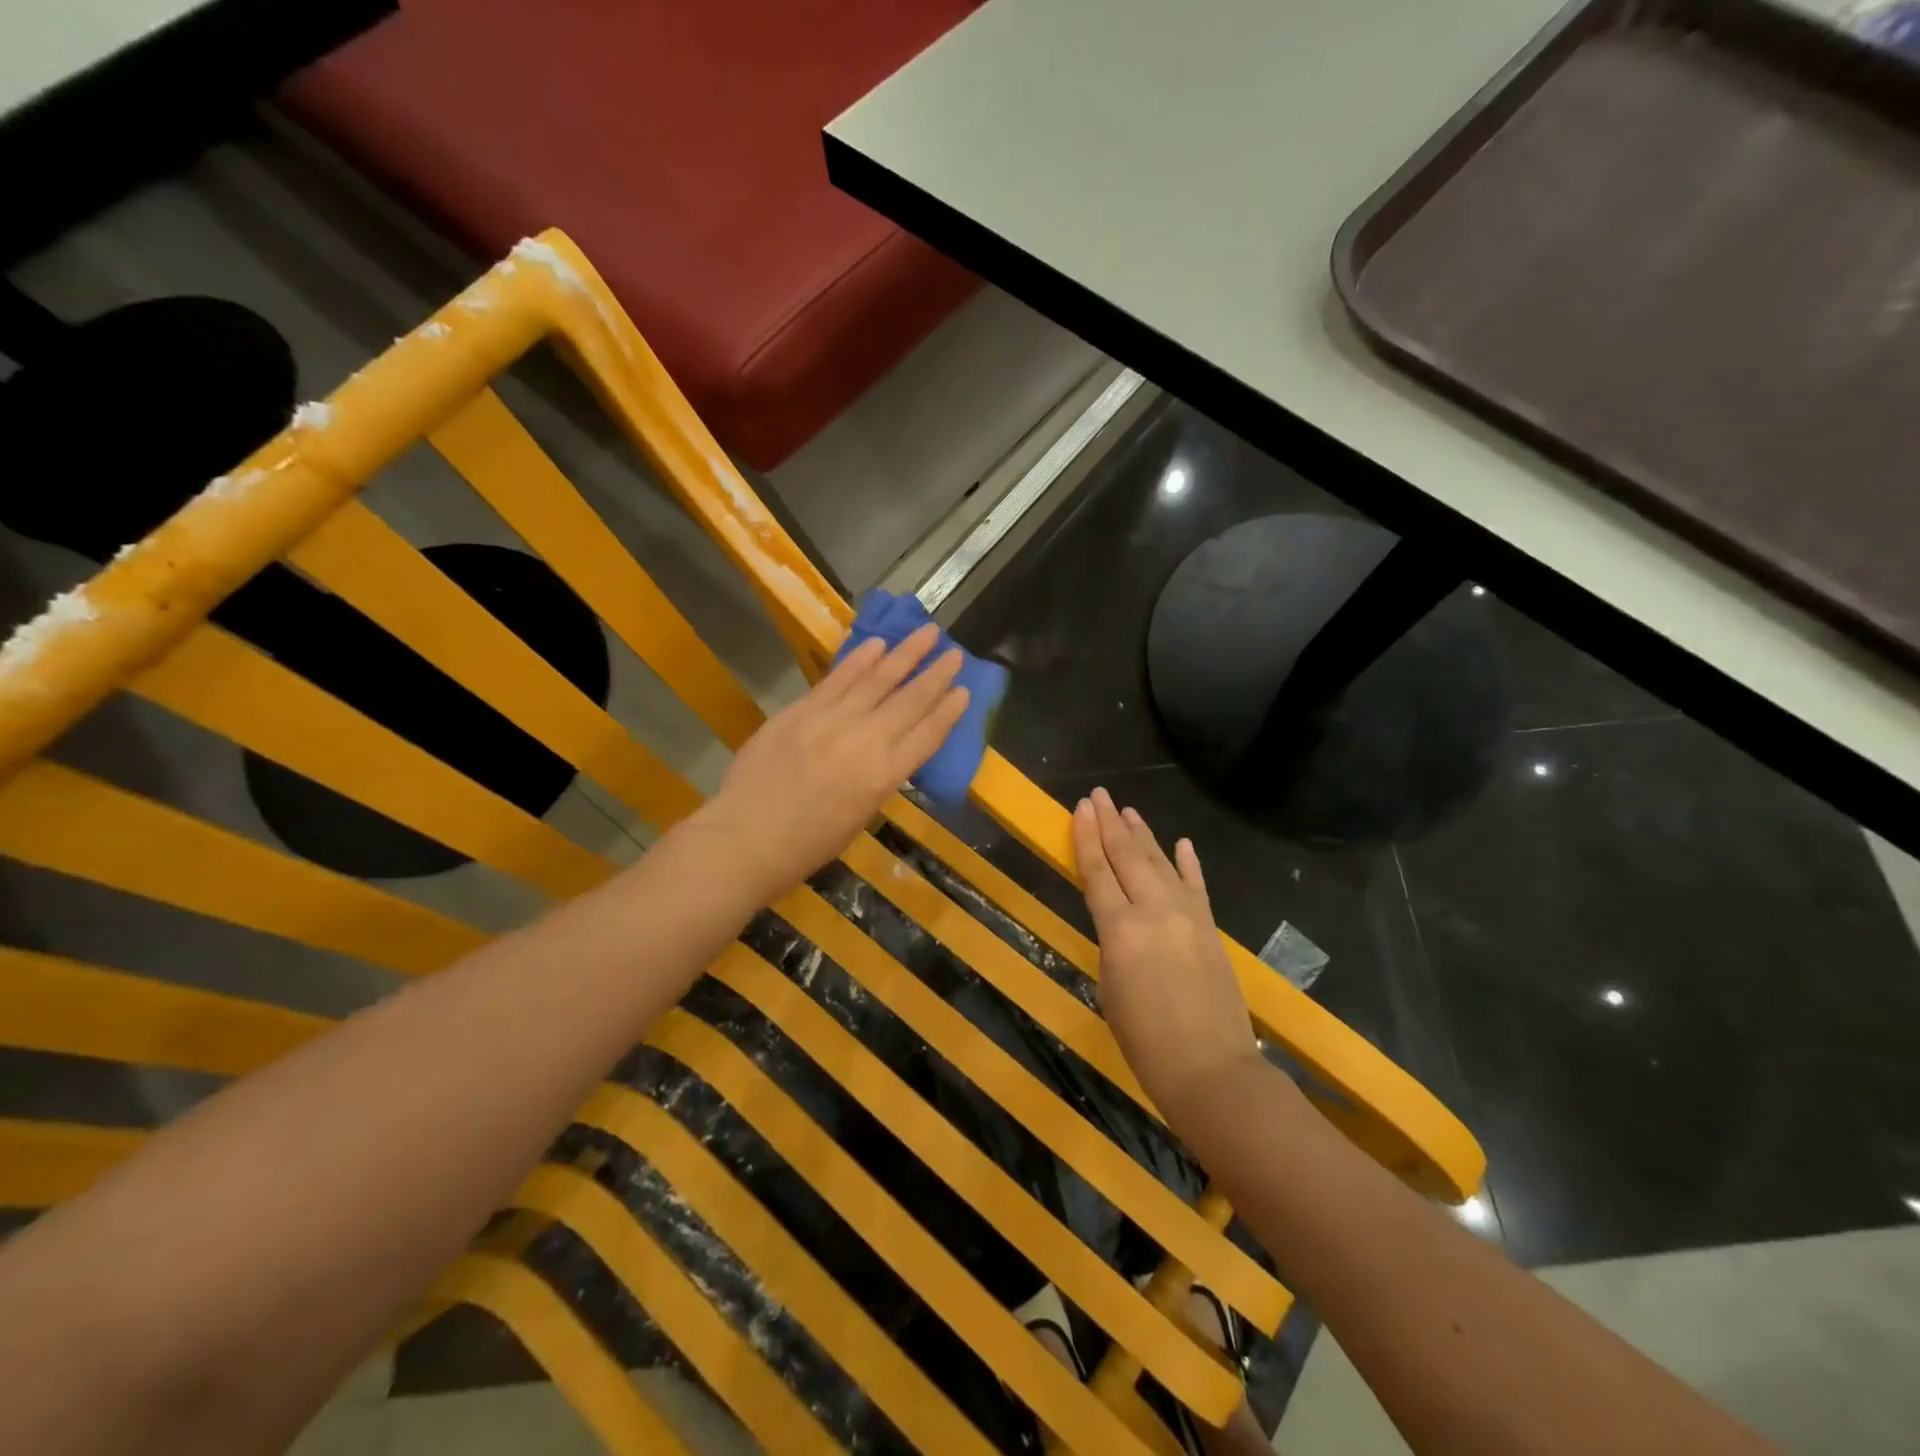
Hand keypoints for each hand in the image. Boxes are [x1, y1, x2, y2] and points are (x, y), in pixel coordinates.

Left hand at [693, 624, 967, 900]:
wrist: (745, 838)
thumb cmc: (806, 845)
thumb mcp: (859, 817)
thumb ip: (878, 779)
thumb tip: (888, 750)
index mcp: (883, 776)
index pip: (927, 735)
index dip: (949, 711)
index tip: (965, 689)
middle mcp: (864, 741)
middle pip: (908, 701)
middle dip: (936, 675)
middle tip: (955, 652)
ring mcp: (830, 720)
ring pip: (876, 679)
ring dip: (904, 654)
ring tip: (927, 632)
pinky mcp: (801, 710)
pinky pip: (837, 679)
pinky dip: (859, 660)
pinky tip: (877, 644)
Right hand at [1074, 788, 1261, 1125]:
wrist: (1212, 1069)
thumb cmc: (1145, 1041)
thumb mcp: (1110, 988)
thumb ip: (1113, 944)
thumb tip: (1120, 920)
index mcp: (1120, 930)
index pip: (1097, 872)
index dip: (1086, 838)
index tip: (1080, 808)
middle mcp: (1154, 911)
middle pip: (1127, 856)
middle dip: (1110, 823)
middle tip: (1099, 795)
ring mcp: (1188, 916)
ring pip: (1160, 863)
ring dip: (1143, 835)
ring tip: (1128, 810)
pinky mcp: (1211, 928)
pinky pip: (1197, 886)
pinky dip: (1188, 863)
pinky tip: (1181, 842)